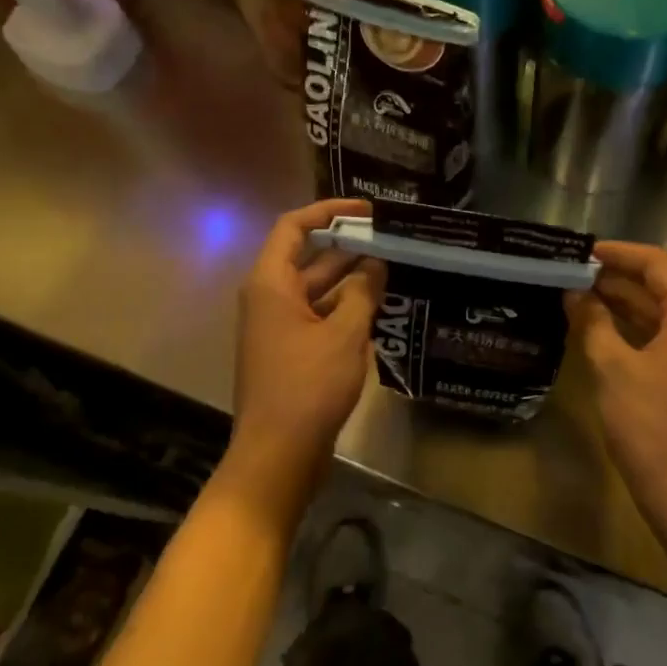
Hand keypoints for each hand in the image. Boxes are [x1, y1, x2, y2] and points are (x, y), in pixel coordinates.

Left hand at [227, 198, 385, 516]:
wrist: (278, 455)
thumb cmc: (308, 386)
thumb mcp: (344, 333)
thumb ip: (362, 292)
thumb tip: (375, 263)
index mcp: (272, 283)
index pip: (294, 227)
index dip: (329, 211)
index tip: (367, 210)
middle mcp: (270, 298)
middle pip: (309, 258)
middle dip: (349, 247)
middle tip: (393, 241)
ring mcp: (279, 327)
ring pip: (318, 290)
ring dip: (352, 280)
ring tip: (396, 270)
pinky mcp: (291, 352)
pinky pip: (319, 317)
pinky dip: (346, 309)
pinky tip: (380, 309)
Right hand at [564, 241, 666, 509]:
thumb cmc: (651, 424)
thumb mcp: (613, 367)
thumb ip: (593, 322)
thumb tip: (575, 293)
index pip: (656, 263)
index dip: (617, 253)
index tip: (580, 251)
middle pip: (660, 284)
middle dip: (616, 277)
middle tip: (570, 272)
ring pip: (660, 311)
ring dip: (622, 301)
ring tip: (576, 293)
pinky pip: (662, 336)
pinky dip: (632, 327)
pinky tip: (598, 327)